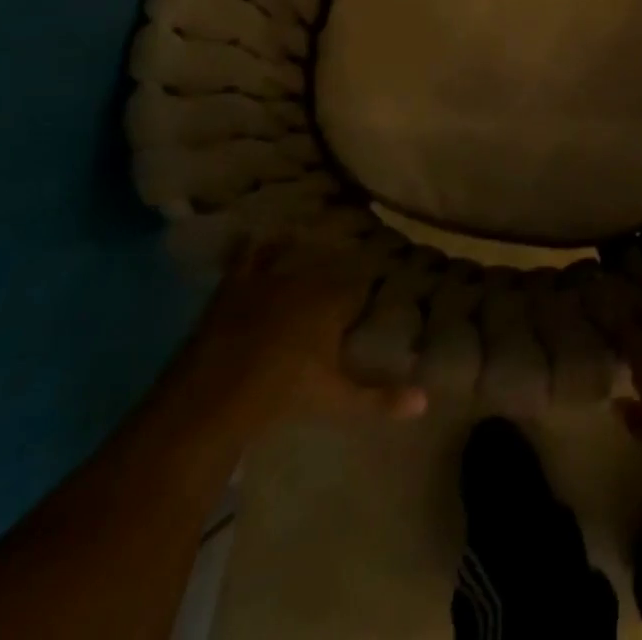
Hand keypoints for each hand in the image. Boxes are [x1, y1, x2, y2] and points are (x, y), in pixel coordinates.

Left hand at [169, 240, 427, 440]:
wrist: (216, 394)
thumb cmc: (284, 394)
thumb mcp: (336, 400)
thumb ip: (379, 398)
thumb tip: (425, 402)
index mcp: (335, 299)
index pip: (361, 285)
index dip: (364, 293)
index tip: (367, 300)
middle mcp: (307, 278)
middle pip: (329, 268)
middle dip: (335, 274)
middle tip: (336, 287)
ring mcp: (269, 277)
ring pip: (294, 255)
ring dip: (301, 255)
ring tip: (307, 255)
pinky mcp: (235, 285)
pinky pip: (250, 255)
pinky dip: (257, 247)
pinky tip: (259, 239)